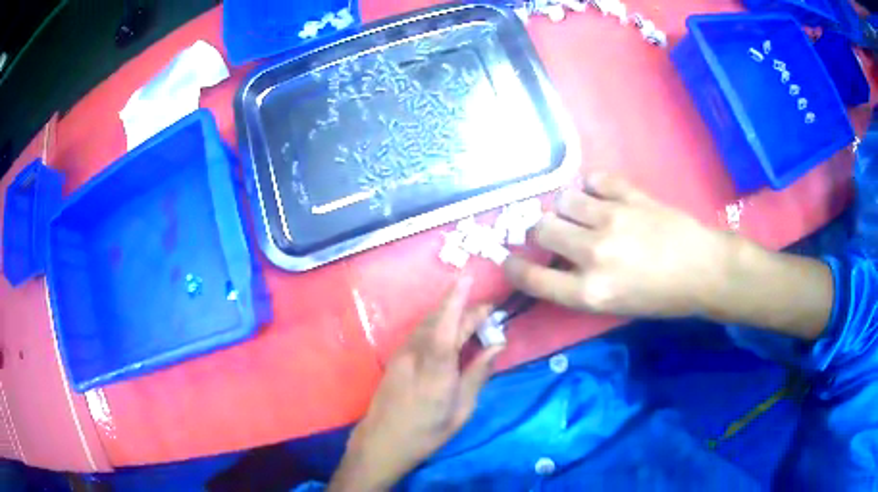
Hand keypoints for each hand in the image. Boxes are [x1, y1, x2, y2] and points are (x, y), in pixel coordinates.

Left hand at [329, 277, 503, 491]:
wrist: (383, 441)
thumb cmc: (427, 432)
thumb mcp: (462, 409)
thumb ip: (478, 374)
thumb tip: (498, 346)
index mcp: (436, 368)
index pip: (449, 325)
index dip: (459, 299)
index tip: (469, 277)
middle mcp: (416, 354)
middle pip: (440, 320)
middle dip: (463, 307)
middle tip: (488, 308)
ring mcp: (402, 354)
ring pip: (428, 323)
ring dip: (450, 314)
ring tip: (473, 317)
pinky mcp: (396, 357)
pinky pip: (420, 332)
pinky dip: (438, 324)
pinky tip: (449, 331)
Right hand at [505, 173, 732, 317]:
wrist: (704, 270)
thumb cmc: (661, 298)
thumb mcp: (615, 307)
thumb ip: (579, 286)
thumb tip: (555, 262)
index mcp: (590, 291)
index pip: (533, 277)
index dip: (513, 267)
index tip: (510, 260)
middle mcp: (594, 254)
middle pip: (541, 228)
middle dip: (541, 231)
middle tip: (556, 234)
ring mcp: (613, 219)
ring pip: (564, 199)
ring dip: (566, 207)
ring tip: (581, 213)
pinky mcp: (630, 196)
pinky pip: (595, 180)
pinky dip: (592, 187)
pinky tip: (601, 196)